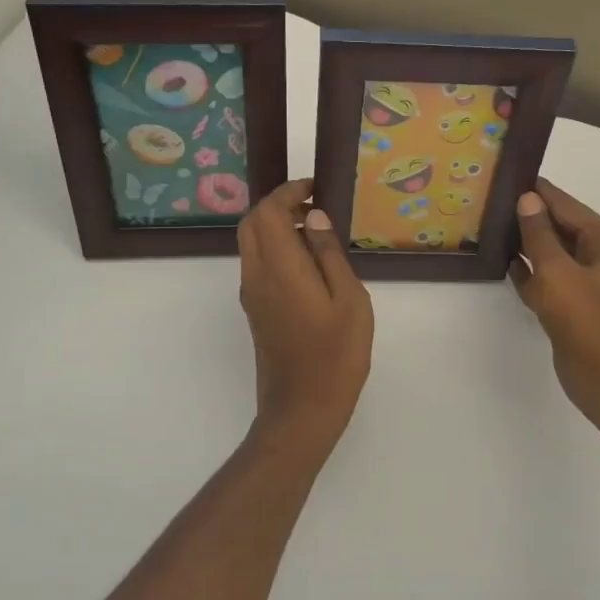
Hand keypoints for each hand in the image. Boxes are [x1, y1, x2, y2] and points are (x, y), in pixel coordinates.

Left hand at [238, 179, 373, 458]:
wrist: (301, 411)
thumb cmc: (336, 356)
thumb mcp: (349, 300)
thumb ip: (328, 254)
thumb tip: (314, 217)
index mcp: (280, 268)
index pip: (267, 212)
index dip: (287, 192)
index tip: (314, 188)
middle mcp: (257, 276)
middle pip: (251, 223)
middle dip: (277, 206)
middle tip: (313, 207)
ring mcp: (252, 295)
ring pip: (251, 244)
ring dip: (275, 227)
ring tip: (315, 232)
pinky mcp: (255, 312)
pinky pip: (257, 265)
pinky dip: (275, 249)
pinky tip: (308, 263)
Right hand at [509, 180, 599, 426]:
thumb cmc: (588, 321)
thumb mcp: (558, 272)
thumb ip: (539, 235)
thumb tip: (527, 199)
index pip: (568, 206)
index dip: (538, 192)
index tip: (509, 175)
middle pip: (561, 228)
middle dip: (530, 218)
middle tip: (492, 201)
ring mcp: (589, 283)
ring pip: (553, 254)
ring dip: (527, 245)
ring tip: (491, 227)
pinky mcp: (575, 306)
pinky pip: (549, 279)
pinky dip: (530, 273)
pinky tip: (505, 264)